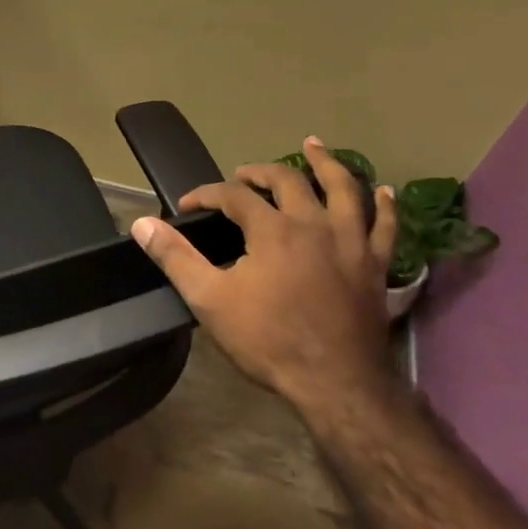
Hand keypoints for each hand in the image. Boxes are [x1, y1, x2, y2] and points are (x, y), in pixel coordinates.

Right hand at [130, 137, 399, 431]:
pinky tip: (385, 192)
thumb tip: (142, 224)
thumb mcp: (209, 300)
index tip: (188, 204)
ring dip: (327, 164)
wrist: (334, 381)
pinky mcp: (375, 265)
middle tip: (244, 173)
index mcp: (272, 230)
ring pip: (344, 189)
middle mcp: (314, 224)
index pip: (234, 196)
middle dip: (261, 172)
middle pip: (289, 181)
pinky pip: (385, 226)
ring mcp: (351, 242)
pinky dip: (385, 206)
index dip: (207, 194)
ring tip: (314, 146)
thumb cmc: (267, 340)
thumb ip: (176, 258)